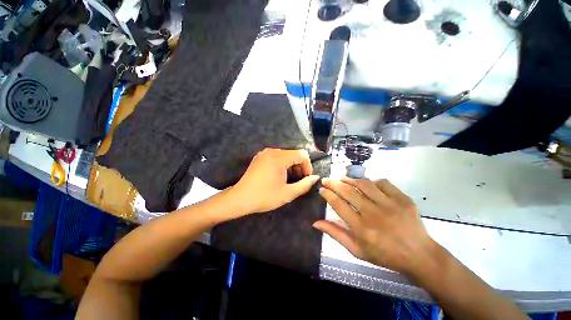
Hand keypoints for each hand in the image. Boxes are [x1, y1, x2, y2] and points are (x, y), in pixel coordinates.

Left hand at [230, 148, 319, 214]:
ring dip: (292, 166)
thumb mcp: (287, 193)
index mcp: (279, 158)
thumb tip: (316, 178)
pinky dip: (283, 164)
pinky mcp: (260, 157)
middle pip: (294, 154)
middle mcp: (272, 151)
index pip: (302, 154)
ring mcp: (265, 153)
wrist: (240, 198)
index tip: (306, 178)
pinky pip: (277, 156)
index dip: (308, 166)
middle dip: (300, 166)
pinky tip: (280, 176)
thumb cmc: (264, 197)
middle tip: (299, 181)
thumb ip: (304, 185)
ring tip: (289, 180)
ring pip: (286, 155)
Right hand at [314, 177, 438, 276]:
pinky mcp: (403, 199)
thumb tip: (315, 223)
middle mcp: (374, 214)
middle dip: (334, 183)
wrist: (419, 255)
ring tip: (342, 178)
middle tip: (326, 180)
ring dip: (350, 179)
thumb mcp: (356, 250)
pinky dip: (371, 180)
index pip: (338, 204)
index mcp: (362, 229)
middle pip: (348, 191)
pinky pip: (383, 183)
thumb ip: (335, 234)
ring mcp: (390, 205)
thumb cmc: (384, 255)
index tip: (322, 189)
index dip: (327, 194)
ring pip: (364, 184)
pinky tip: (365, 183)